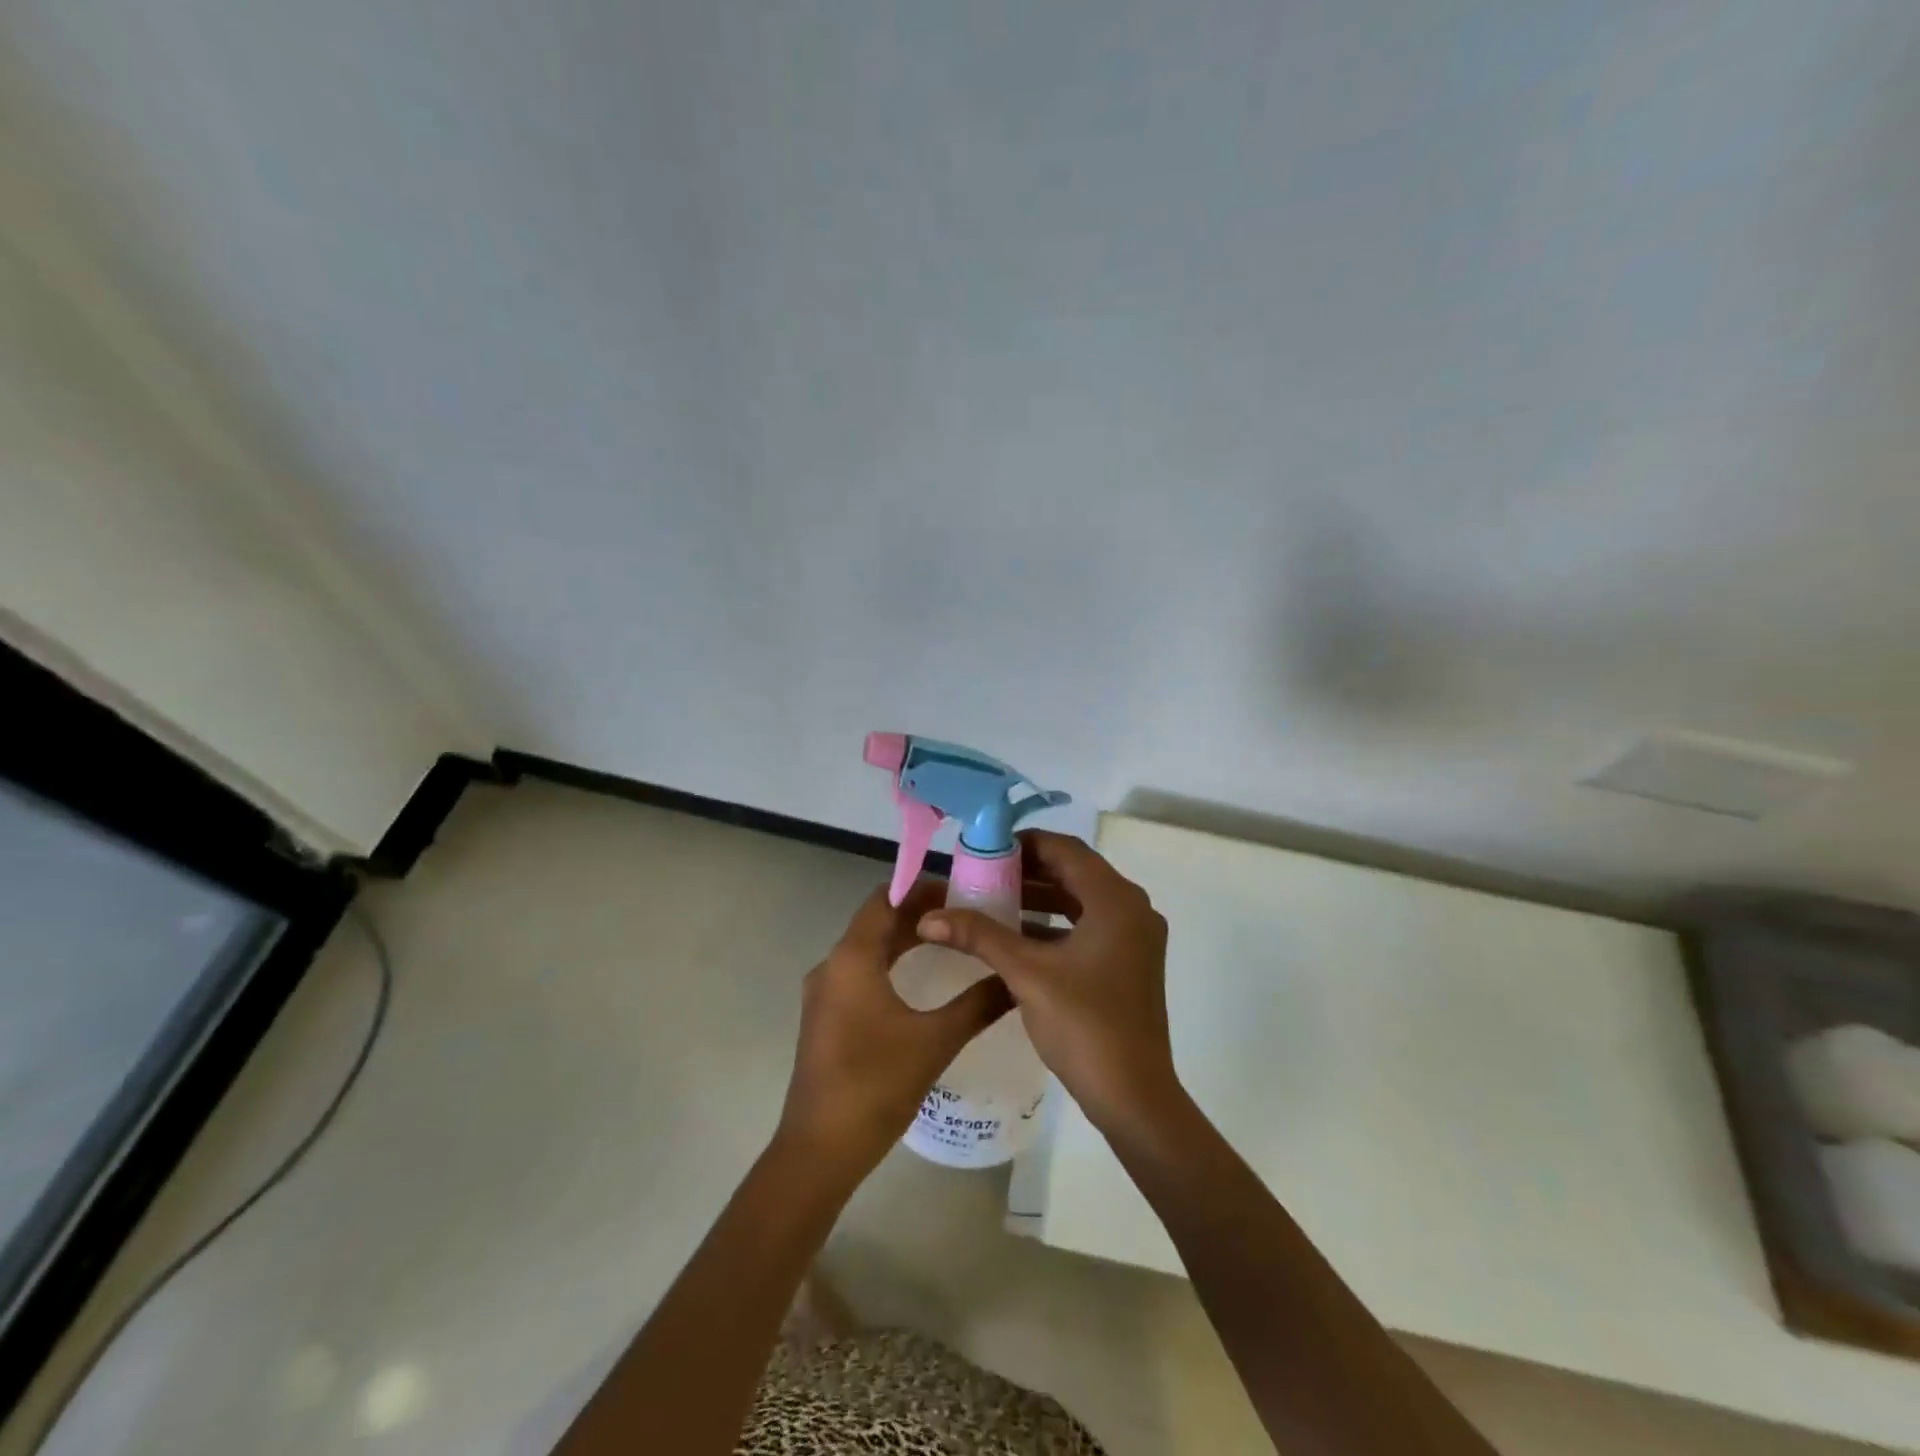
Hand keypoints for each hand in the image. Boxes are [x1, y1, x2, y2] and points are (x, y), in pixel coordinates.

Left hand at [778, 881, 1011, 1179]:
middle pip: (877, 922)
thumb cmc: (876, 1085)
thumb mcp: (936, 1041)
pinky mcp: (826, 1017)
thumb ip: (979, 1004)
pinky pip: (860, 974)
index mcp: (852, 958)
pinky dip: (890, 964)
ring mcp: (825, 993)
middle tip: (966, 914)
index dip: (921, 888)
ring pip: (868, 949)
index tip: (962, 889)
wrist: (819, 1149)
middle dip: (918, 913)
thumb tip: (1017, 979)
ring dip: (904, 940)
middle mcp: (832, 966)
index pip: (885, 899)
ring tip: (951, 941)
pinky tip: (921, 981)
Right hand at [917, 830, 1177, 1135]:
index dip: (1024, 844)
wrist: (1134, 1097)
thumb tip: (928, 916)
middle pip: (1075, 872)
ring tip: (993, 901)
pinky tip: (1018, 936)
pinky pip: (1088, 926)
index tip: (985, 851)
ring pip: (1081, 900)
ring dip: (1040, 898)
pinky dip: (1055, 925)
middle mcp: (1132, 908)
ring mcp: (1135, 937)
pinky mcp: (1130, 962)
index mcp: (1115, 900)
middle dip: (1028, 871)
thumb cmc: (1084, 1025)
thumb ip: (979, 936)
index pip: (1066, 849)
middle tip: (983, 875)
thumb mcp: (1026, 974)